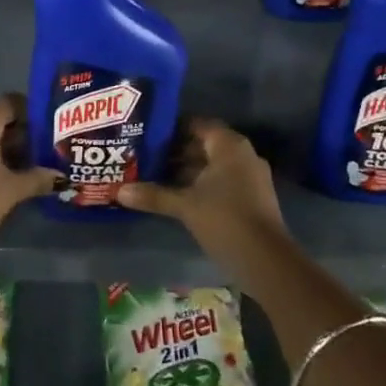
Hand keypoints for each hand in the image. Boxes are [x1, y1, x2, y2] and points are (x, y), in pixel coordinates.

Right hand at [117, 119, 285, 257]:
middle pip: (204, 144)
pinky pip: (221, 180)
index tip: (147, 134)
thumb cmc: (225, 219)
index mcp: (229, 145)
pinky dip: (200, 184)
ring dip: (186, 170)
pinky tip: (177, 196)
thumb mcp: (185, 206)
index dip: (172, 128)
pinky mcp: (251, 197)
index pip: (197, 124)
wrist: (266, 260)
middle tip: (145, 156)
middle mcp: (242, 154)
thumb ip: (154, 195)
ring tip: (154, 175)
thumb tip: (119, 191)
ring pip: (212, 164)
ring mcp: (249, 176)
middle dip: (176, 151)